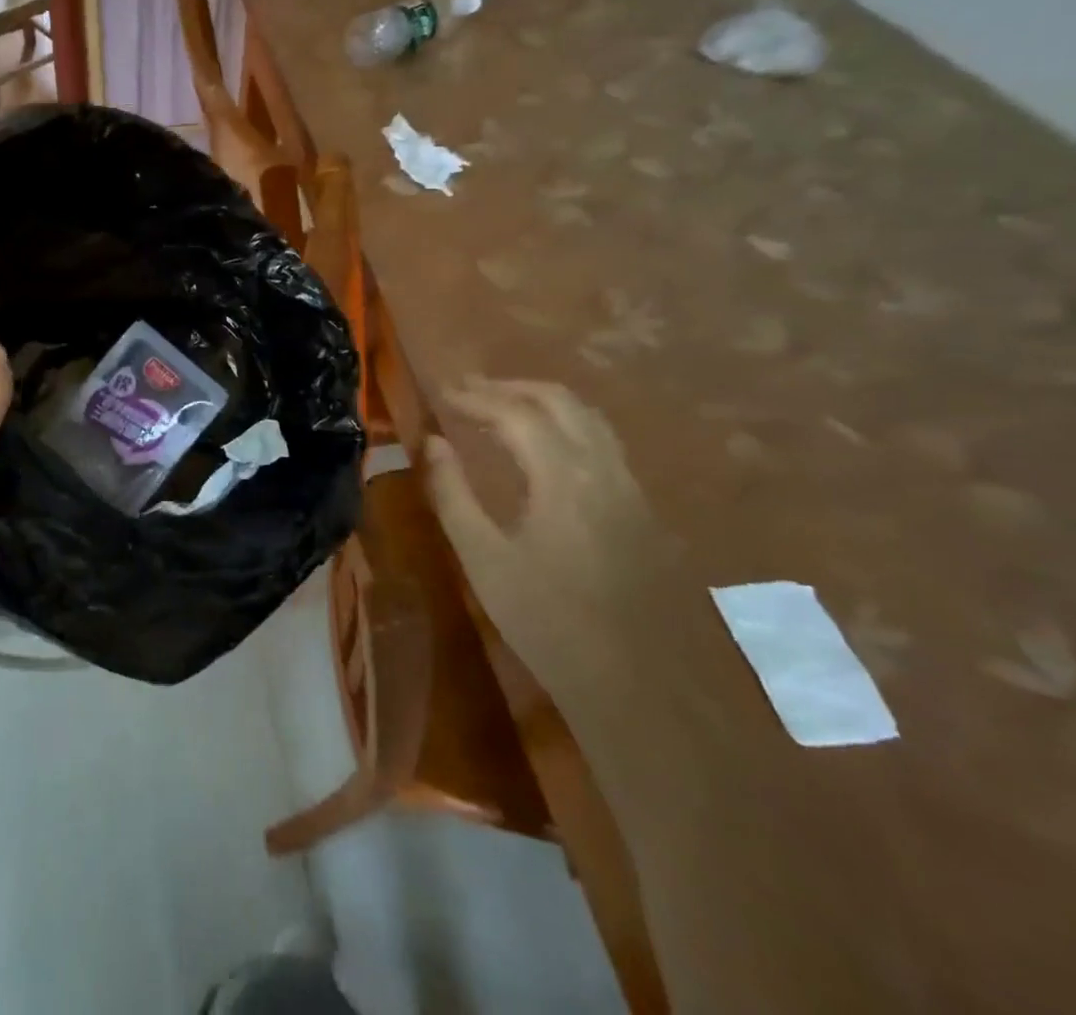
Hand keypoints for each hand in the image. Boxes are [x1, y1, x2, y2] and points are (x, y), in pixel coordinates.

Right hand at [423, 377, 670, 681]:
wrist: (641, 687)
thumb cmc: (548, 622)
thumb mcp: (483, 559)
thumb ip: (452, 493)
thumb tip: (432, 442)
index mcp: (562, 476)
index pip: (515, 412)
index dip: (475, 396)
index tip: (442, 393)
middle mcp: (603, 468)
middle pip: (558, 401)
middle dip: (510, 387)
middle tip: (468, 389)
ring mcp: (630, 487)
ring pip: (588, 417)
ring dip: (542, 400)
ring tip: (502, 405)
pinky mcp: (642, 509)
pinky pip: (602, 442)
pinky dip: (566, 423)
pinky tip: (545, 445)